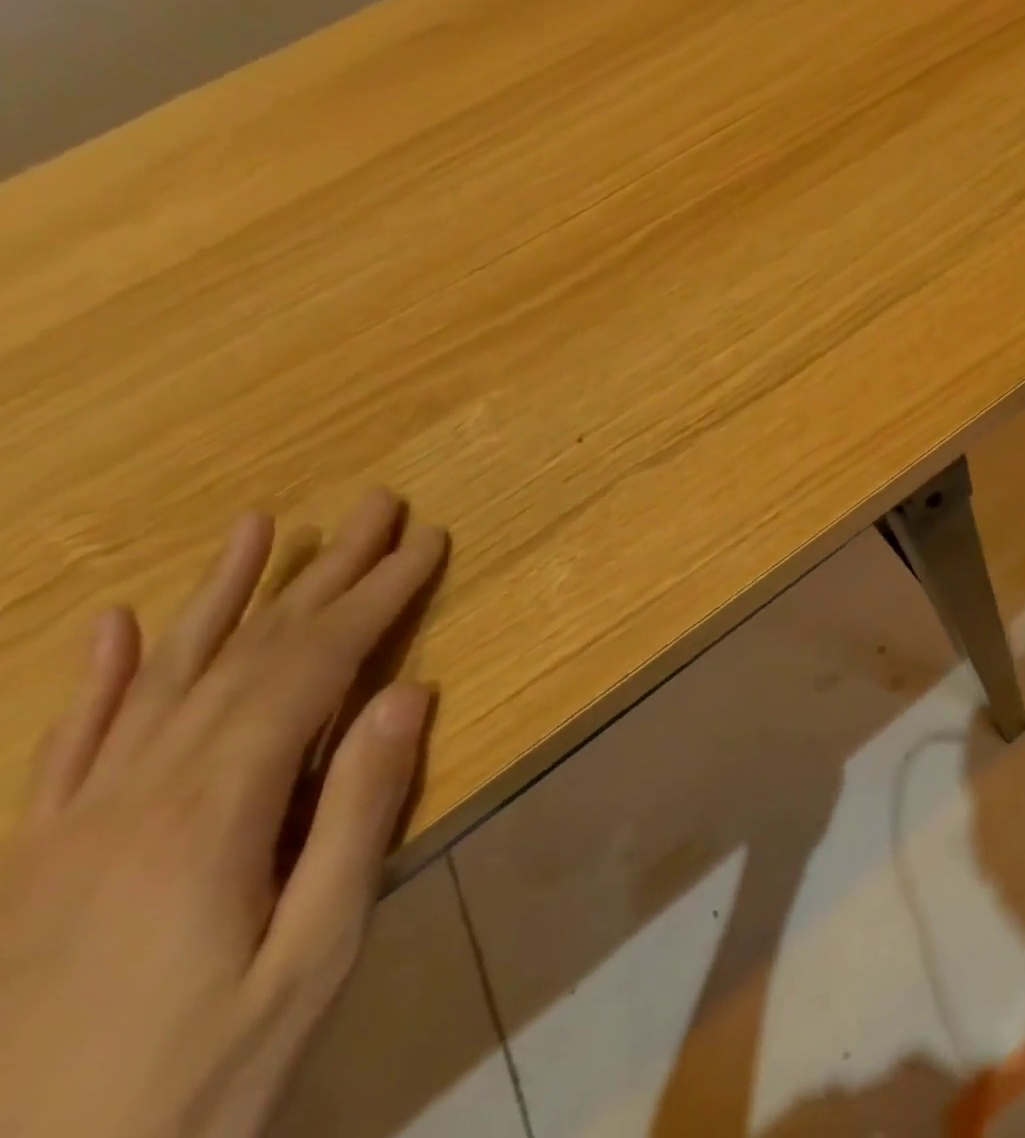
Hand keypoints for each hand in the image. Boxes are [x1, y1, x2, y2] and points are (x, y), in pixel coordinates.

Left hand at [0, 491, 446, 1137]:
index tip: (425, 542)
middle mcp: (130, 797)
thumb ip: (356, 813)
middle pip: (246, 654)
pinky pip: (69, 747)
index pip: (310, 668)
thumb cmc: (203, 1077)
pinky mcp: (30, 859)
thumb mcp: (314, 951)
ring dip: (220, 595)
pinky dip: (100, 678)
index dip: (374, 596)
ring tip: (259, 527)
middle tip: (374, 507)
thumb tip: (409, 692)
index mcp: (207, 815)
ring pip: (160, 679)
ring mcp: (66, 826)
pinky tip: (119, 626)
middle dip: (324, 574)